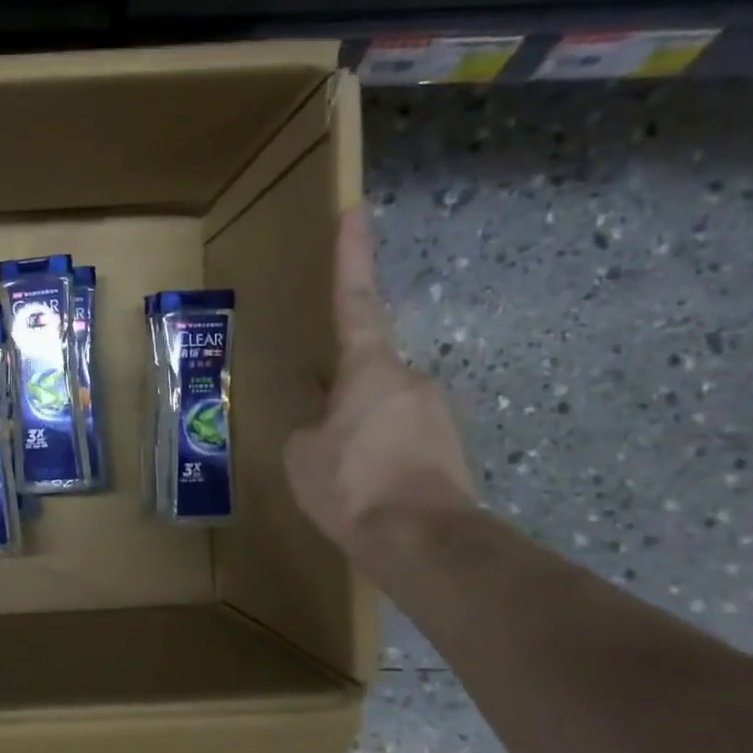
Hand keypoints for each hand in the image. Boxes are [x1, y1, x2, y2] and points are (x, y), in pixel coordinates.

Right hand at [286, 205, 475, 565]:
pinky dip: (379, 454)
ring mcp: (437, 413)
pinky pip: (402, 438)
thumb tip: (323, 424)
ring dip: (359, 431)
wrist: (423, 542)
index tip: (355, 210)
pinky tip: (365, 486)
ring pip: (383, 409)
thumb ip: (307, 426)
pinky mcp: (451, 448)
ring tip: (341, 473)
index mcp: (370, 368)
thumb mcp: (300, 455)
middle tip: (321, 435)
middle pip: (368, 371)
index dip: (352, 255)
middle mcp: (412, 379)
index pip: (354, 300)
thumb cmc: (352, 485)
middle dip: (342, 396)